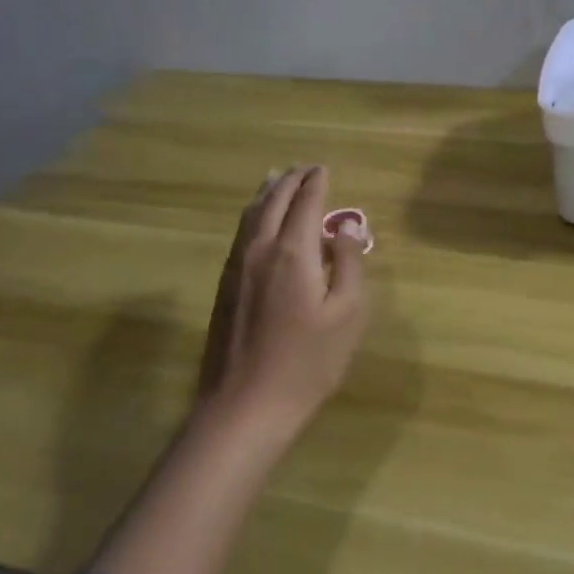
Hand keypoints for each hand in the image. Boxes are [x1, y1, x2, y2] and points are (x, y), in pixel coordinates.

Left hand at [196, 165, 369, 441]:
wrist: (245, 405)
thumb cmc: (307, 362)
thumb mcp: (346, 314)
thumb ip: (348, 263)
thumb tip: (345, 227)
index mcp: (292, 251)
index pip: (305, 201)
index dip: (317, 182)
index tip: (325, 168)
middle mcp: (259, 248)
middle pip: (274, 200)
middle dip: (291, 179)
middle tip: (307, 168)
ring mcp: (236, 265)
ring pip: (251, 213)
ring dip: (268, 191)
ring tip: (279, 178)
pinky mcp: (225, 284)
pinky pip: (241, 232)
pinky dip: (254, 213)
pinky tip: (259, 218)